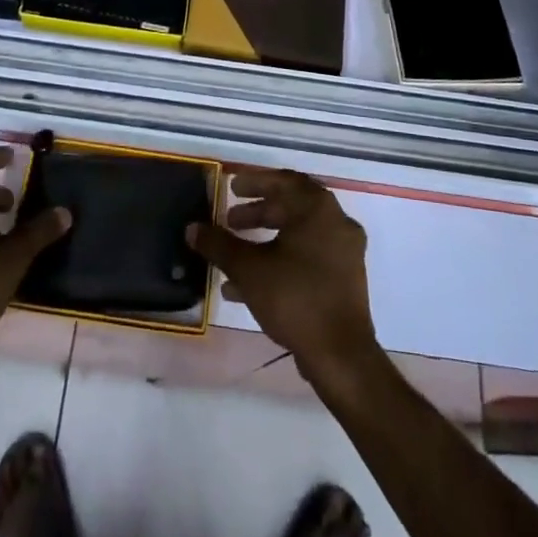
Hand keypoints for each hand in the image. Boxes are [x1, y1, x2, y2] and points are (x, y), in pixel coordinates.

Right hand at [187, 170, 377, 382]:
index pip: (284, 181)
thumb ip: (219, 245)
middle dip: (258, 213)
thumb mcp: (248, 269)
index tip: (231, 187)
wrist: (340, 356)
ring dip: (265, 239)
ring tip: (233, 254)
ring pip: (298, 234)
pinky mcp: (345, 279)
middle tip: (230, 221)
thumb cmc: (295, 298)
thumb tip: (192, 229)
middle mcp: (337, 222)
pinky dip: (280, 260)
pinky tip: (249, 286)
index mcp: (318, 209)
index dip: (255, 181)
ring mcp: (345, 252)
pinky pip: (308, 257)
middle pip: (292, 207)